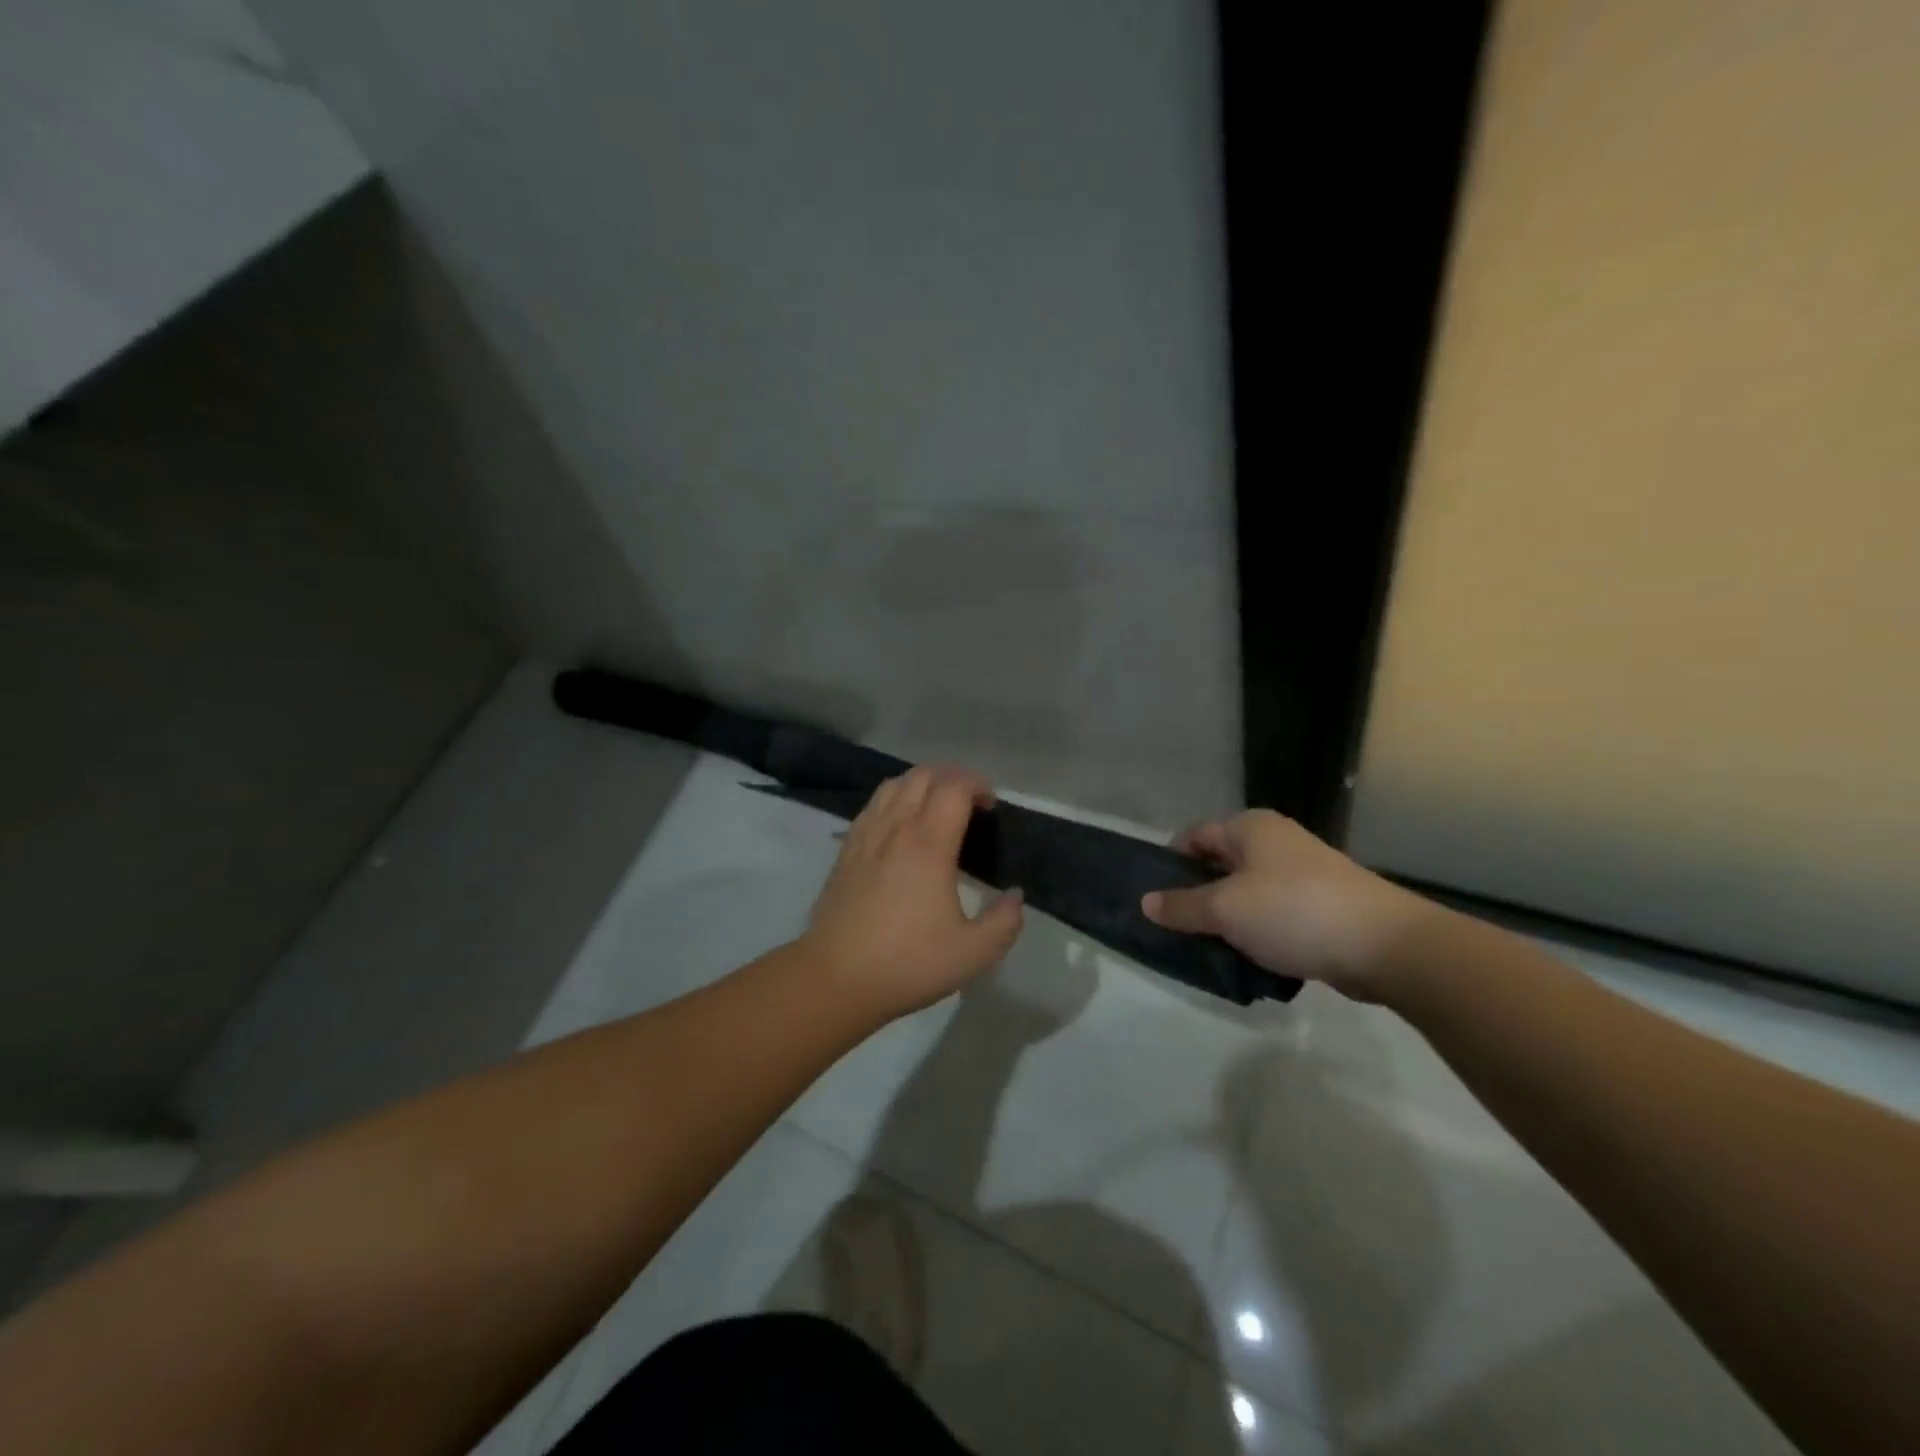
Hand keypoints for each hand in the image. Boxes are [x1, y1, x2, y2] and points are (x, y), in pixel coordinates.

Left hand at [801, 765, 1024, 1021]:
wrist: (835, 979)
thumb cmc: (907, 963)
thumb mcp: (972, 953)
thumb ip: (1004, 922)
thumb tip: (1014, 896)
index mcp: (928, 844)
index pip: (954, 787)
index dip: (978, 785)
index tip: (991, 807)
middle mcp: (895, 828)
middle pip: (923, 775)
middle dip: (952, 778)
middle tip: (970, 804)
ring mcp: (865, 836)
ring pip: (894, 785)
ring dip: (921, 784)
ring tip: (936, 808)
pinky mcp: (845, 851)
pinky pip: (872, 806)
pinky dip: (893, 800)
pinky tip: (900, 827)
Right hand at [1141, 809, 1442, 1001]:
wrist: (1386, 946)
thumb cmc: (1293, 912)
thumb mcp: (1225, 909)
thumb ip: (1181, 906)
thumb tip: (1146, 902)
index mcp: (1249, 827)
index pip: (1193, 837)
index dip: (1170, 865)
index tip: (1156, 900)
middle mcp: (1275, 842)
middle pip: (1219, 865)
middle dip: (1197, 896)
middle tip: (1177, 929)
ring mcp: (1302, 873)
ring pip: (1247, 894)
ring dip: (1228, 920)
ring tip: (1209, 949)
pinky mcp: (1322, 905)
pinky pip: (1274, 914)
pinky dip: (1258, 933)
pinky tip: (1249, 959)